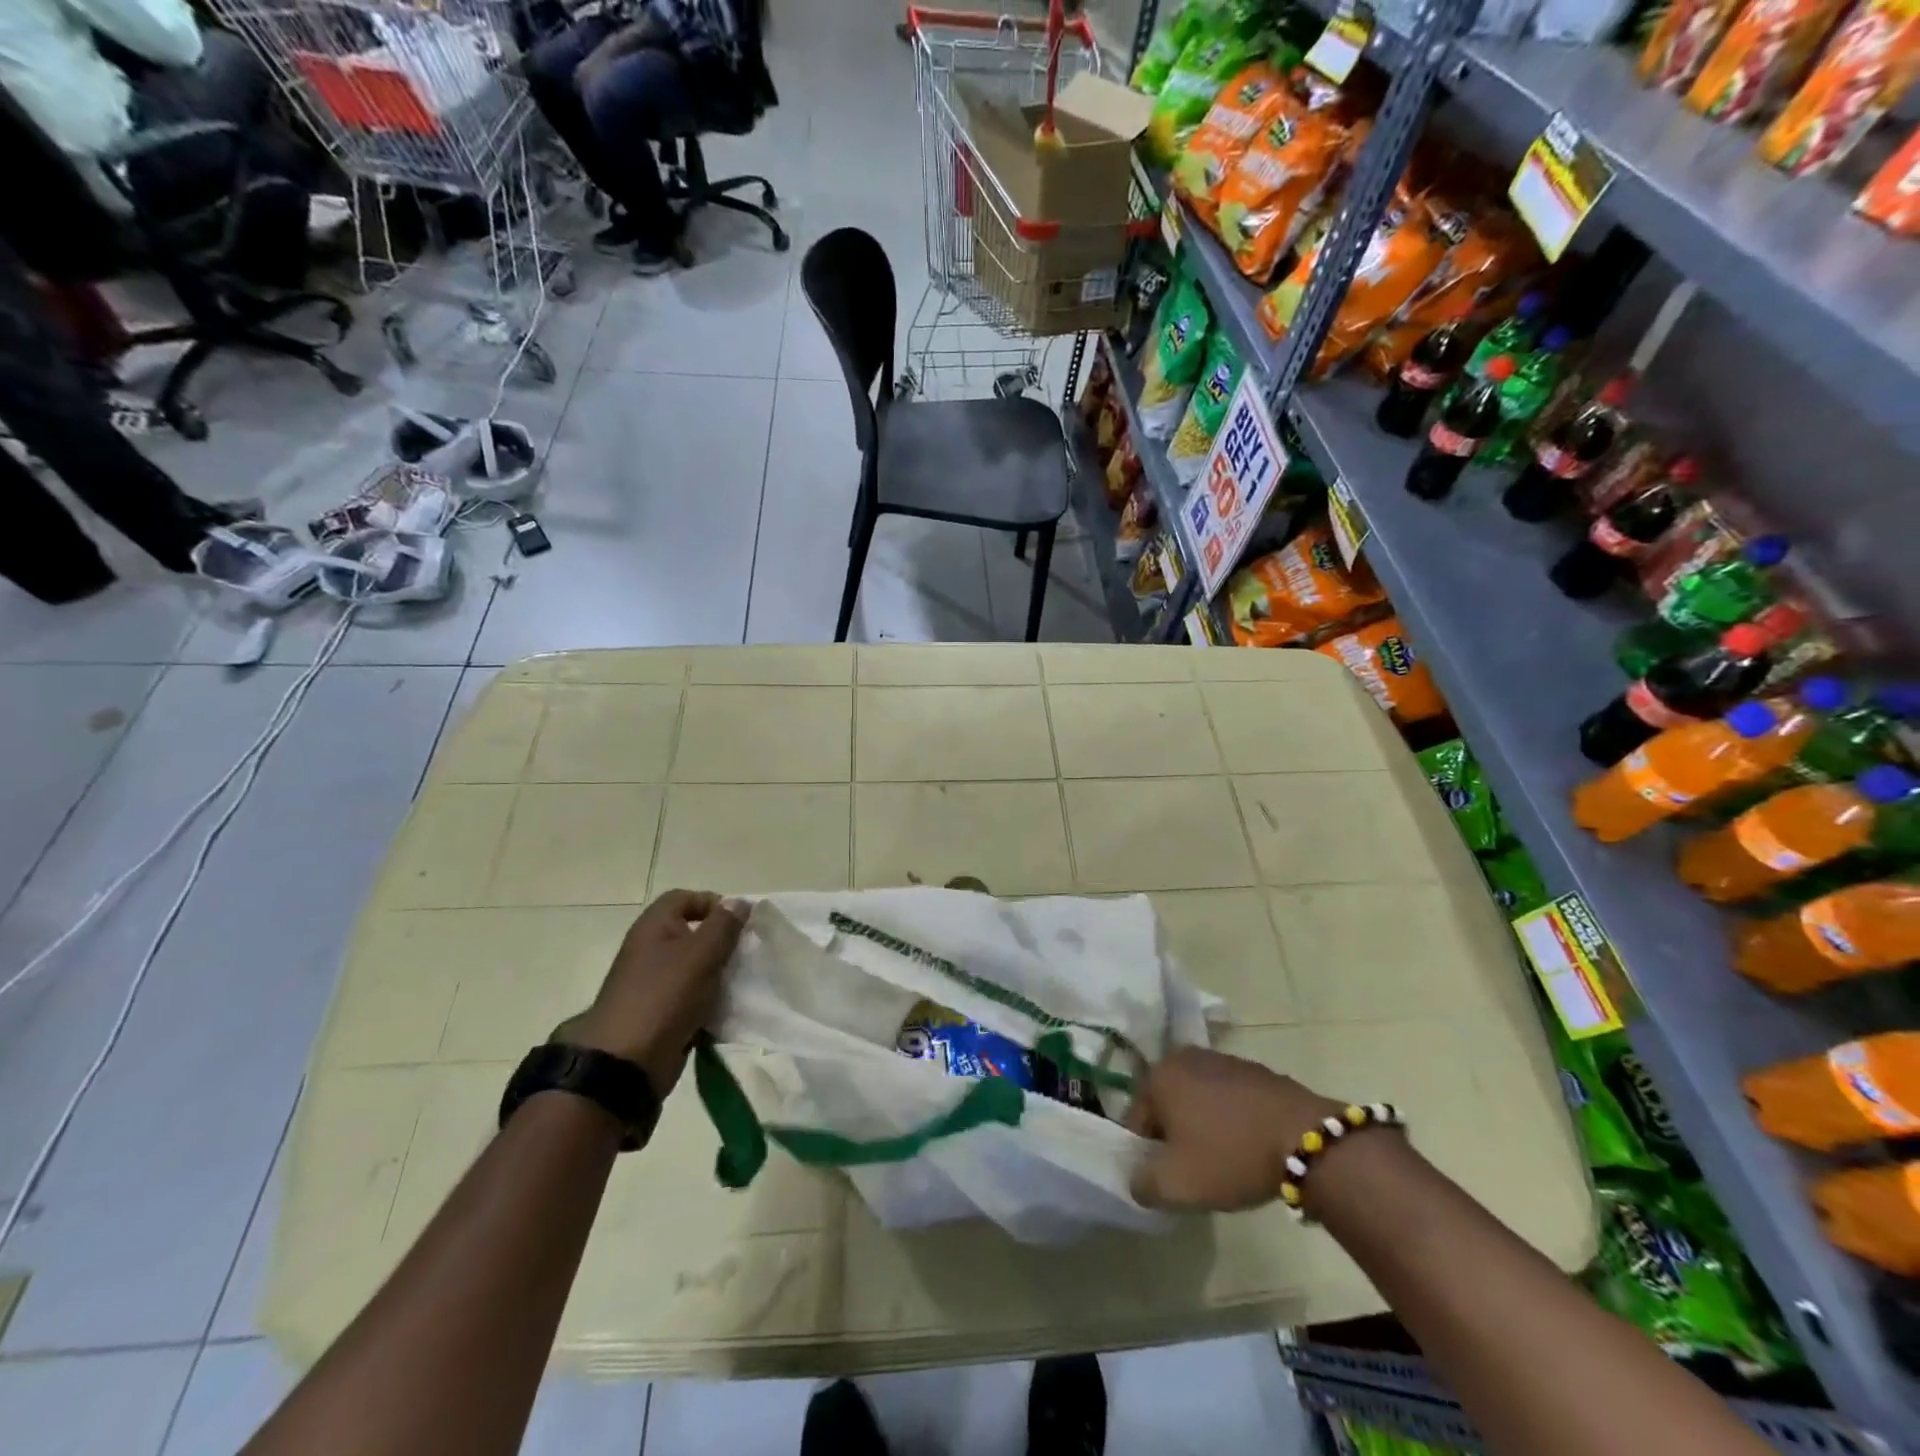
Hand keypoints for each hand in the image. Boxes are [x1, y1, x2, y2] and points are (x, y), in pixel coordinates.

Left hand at [558, 891, 745, 1094]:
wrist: (627, 1063)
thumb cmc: (665, 996)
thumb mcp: (701, 953)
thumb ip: (724, 925)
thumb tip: (740, 902)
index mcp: (654, 927)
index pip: (684, 898)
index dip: (712, 903)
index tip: (739, 923)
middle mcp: (651, 950)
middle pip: (693, 933)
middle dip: (722, 941)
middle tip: (746, 954)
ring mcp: (655, 984)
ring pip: (696, 968)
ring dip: (720, 974)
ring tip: (743, 982)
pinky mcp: (662, 1014)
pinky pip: (693, 998)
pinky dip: (711, 1001)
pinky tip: (730, 1009)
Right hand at [1125, 1047, 1346, 1211]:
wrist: (1304, 1138)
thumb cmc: (1230, 1156)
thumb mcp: (1177, 1185)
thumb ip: (1142, 1184)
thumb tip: (1137, 1179)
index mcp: (1159, 1075)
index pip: (1137, 1120)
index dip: (1147, 1154)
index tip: (1169, 1178)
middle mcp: (1184, 1057)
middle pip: (1167, 1105)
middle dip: (1175, 1136)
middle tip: (1195, 1170)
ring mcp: (1222, 1059)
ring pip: (1198, 1099)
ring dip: (1203, 1126)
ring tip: (1225, 1160)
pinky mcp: (1253, 1069)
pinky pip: (1228, 1098)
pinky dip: (1231, 1119)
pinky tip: (1248, 1146)